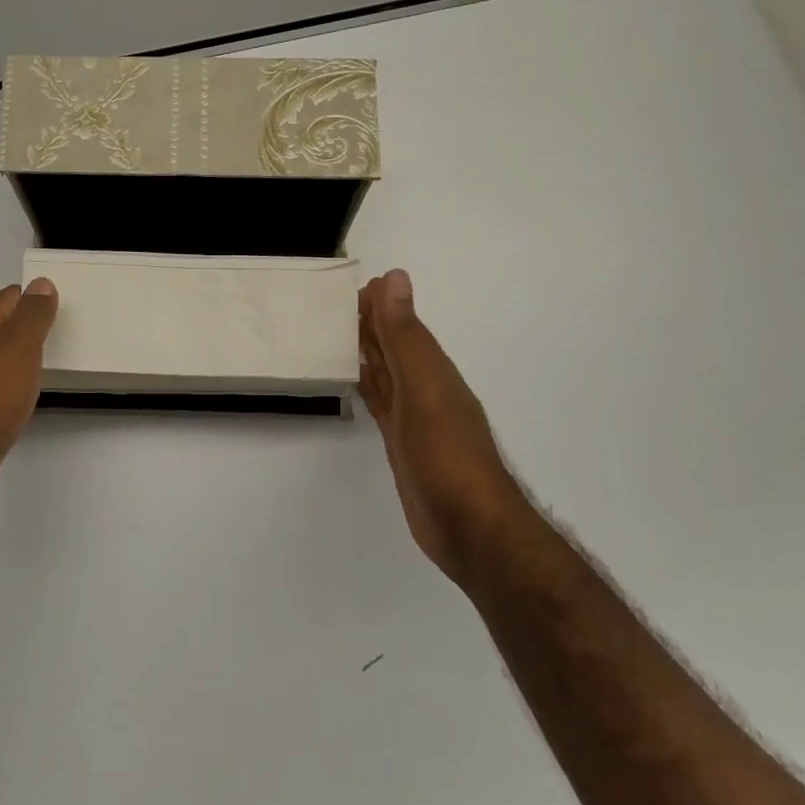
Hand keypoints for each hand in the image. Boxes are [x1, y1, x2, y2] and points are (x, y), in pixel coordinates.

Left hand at [0, 279, 58, 518]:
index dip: (35, 301)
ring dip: (14, 361)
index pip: (7, 298)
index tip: (63, 312)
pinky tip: (19, 401)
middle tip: (60, 339)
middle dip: (25, 330)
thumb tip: (41, 283)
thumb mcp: (18, 347)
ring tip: (45, 369)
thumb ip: (32, 314)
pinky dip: (5, 389)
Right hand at [358, 269, 523, 587]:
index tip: (351, 285)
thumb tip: (394, 278)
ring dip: (367, 352)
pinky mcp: (403, 444)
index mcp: (434, 370)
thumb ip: (405, 337)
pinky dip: (368, 386)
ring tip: (338, 331)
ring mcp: (415, 418)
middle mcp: (426, 388)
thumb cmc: (446, 455)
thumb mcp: (424, 388)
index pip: (404, 326)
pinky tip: (356, 379)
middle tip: (336, 304)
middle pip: (395, 347)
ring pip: (387, 374)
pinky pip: (381, 403)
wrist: (468, 526)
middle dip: (371, 323)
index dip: (381, 304)